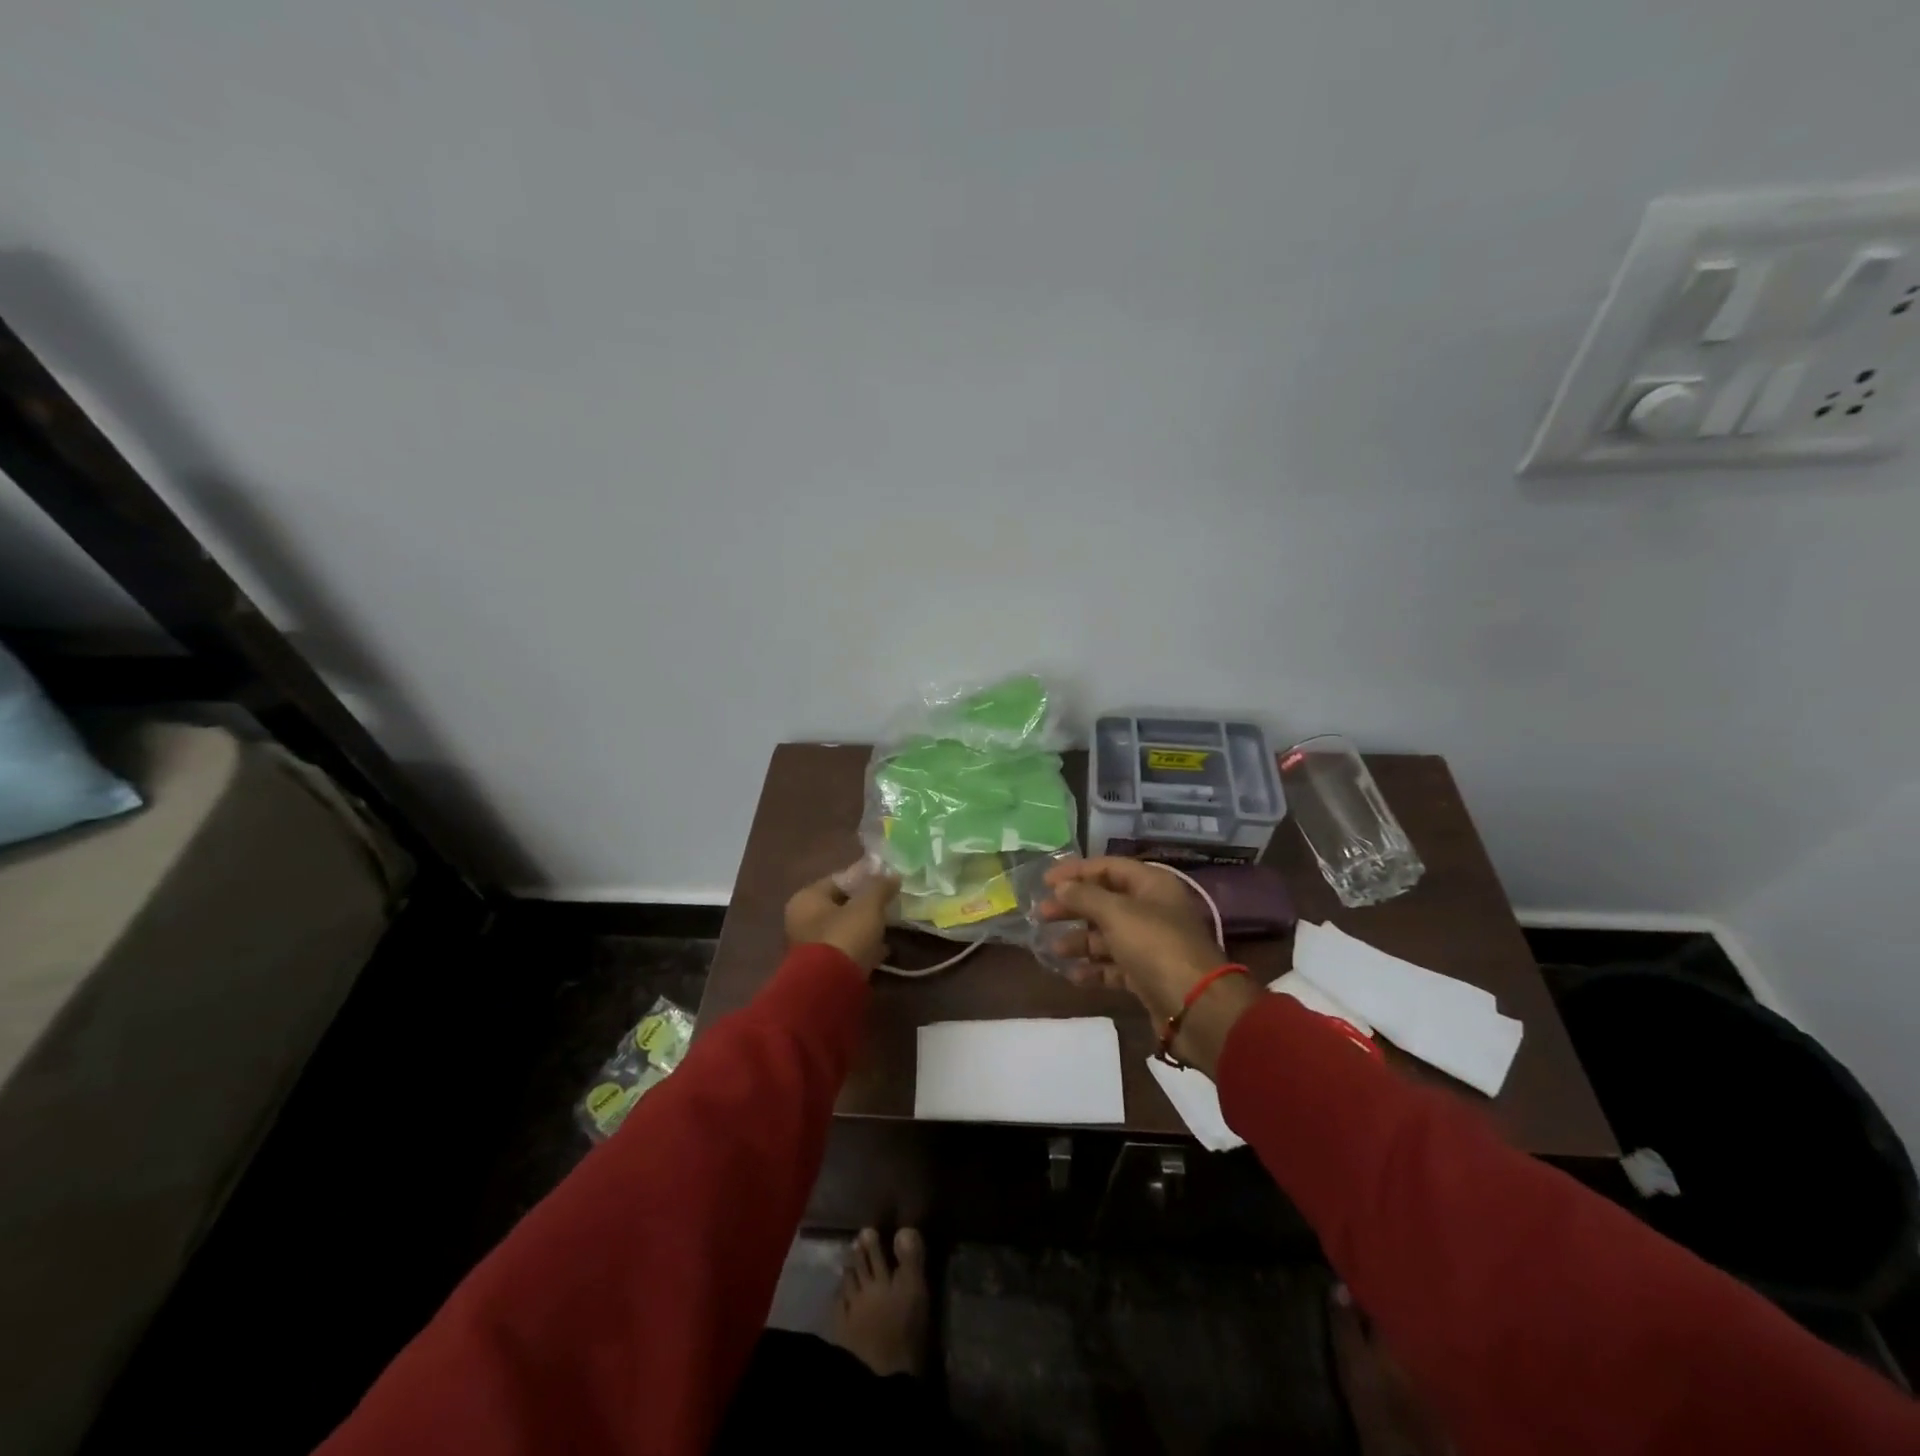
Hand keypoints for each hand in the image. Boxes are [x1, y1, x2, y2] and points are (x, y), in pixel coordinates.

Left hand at [784, 865, 899, 972]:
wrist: (831, 988)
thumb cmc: (845, 936)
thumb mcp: (868, 906)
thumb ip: (880, 887)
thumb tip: (892, 875)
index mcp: (806, 898)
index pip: (838, 880)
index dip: (864, 877)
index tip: (886, 879)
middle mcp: (801, 920)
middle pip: (840, 905)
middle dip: (865, 904)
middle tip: (890, 903)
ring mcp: (810, 947)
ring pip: (844, 929)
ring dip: (865, 927)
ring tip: (891, 926)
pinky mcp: (822, 969)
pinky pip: (846, 950)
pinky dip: (863, 947)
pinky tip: (883, 950)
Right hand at [1039, 856, 1260, 1073]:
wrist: (1196, 1007)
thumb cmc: (1155, 946)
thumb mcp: (1117, 914)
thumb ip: (1085, 896)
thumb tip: (1061, 887)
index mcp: (1151, 885)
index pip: (1107, 867)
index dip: (1075, 871)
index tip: (1044, 882)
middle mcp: (1152, 909)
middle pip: (1104, 900)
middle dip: (1072, 907)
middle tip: (1040, 915)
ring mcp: (1150, 943)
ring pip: (1107, 935)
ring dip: (1079, 940)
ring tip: (1053, 948)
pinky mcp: (1147, 974)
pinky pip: (1114, 964)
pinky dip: (1094, 967)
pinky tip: (1073, 974)